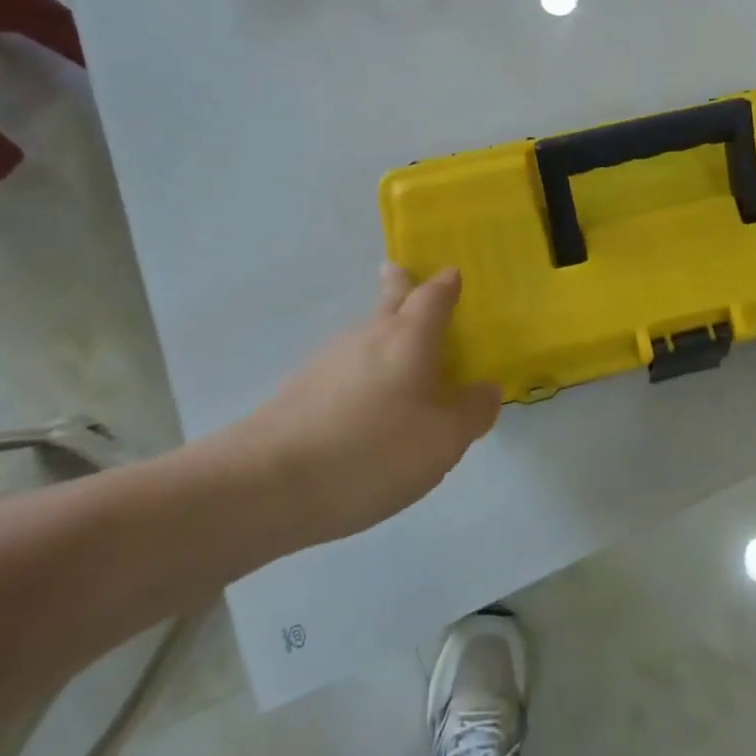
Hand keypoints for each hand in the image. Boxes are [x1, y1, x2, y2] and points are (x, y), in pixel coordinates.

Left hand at [224, 266, 501, 547]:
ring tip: (399, 362)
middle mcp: (368, 336)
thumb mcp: (443, 441)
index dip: (446, 285)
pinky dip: (362, 374)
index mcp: (408, 338)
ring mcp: (328, 361)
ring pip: (365, 336)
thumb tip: (487, 390)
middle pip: (388, 300)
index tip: (452, 274)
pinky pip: (345, 369)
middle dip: (399, 284)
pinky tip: (365, 409)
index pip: (432, 297)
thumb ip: (472, 412)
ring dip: (382, 337)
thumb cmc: (372, 451)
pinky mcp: (301, 390)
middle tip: (400, 272)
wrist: (267, 484)